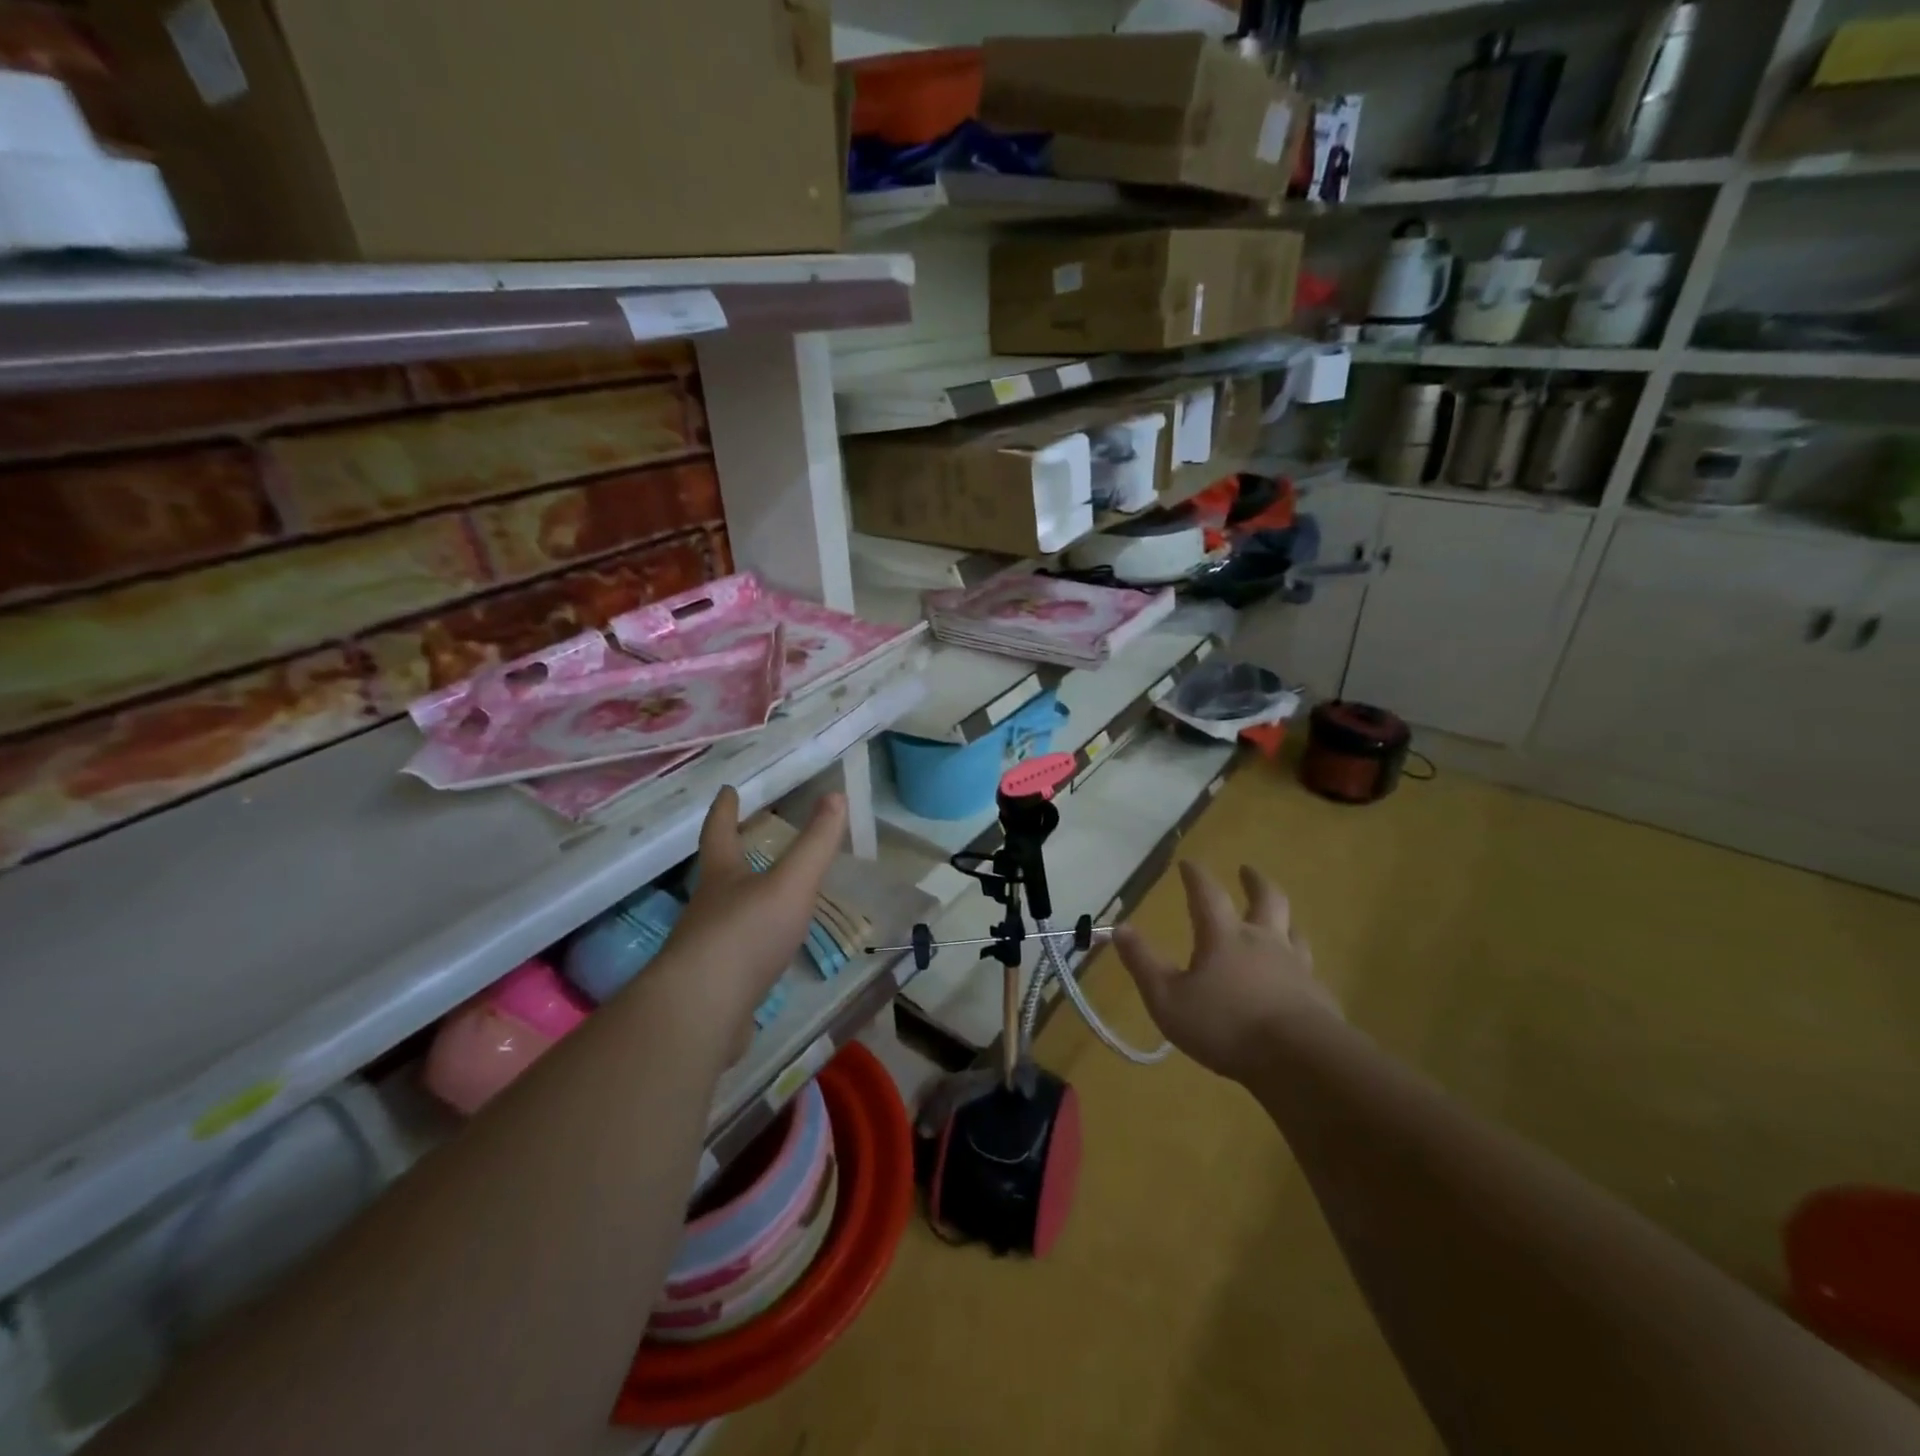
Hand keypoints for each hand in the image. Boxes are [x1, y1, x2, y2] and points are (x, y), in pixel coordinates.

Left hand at [647, 787, 846, 1038]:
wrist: (702, 1011)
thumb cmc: (746, 934)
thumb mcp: (791, 883)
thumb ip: (815, 844)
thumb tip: (836, 795)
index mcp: (722, 877)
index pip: (720, 833)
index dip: (725, 810)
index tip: (727, 790)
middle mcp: (707, 909)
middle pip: (717, 875)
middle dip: (730, 856)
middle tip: (746, 841)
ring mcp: (705, 951)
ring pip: (724, 917)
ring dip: (741, 904)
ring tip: (765, 900)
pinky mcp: (712, 988)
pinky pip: (732, 960)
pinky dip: (748, 950)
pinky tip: (764, 959)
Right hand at [1112, 861, 1337, 1083]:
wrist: (1300, 1060)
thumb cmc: (1225, 1026)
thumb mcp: (1167, 999)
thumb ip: (1143, 963)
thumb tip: (1120, 928)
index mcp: (1224, 937)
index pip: (1208, 894)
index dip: (1196, 875)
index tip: (1188, 862)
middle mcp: (1263, 941)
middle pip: (1266, 899)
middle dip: (1254, 881)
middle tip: (1247, 870)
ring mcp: (1296, 967)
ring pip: (1294, 930)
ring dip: (1284, 919)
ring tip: (1280, 918)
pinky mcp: (1318, 996)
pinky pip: (1309, 969)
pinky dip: (1299, 963)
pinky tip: (1297, 977)